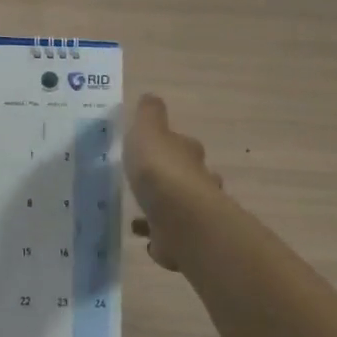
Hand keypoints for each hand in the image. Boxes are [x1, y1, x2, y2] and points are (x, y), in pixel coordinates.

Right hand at [125, 94, 222, 271]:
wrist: (179, 219)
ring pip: (178, 207)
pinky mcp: (184, 240)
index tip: (152, 148)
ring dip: (162, 208)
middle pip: (186, 176)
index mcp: (187, 153)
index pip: (182, 144)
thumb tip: (151, 96)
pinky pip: (169, 235)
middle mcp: (197, 181)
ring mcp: (193, 213)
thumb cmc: (160, 170)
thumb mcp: (148, 131)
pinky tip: (142, 236)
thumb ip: (149, 115)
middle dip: (171, 178)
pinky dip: (158, 235)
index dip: (169, 144)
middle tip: (147, 182)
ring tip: (138, 213)